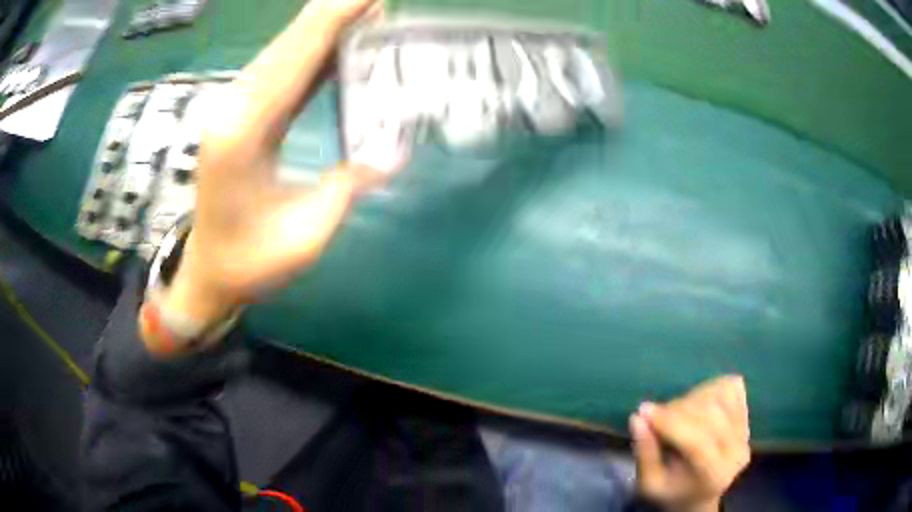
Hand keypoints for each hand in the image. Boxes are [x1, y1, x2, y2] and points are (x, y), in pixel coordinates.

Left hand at [154, 0, 392, 347]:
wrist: (209, 273)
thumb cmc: (250, 263)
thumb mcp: (305, 234)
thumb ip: (347, 186)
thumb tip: (394, 148)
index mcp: (244, 132)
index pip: (295, 58)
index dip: (334, 20)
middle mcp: (234, 109)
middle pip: (287, 45)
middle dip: (332, 14)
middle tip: (378, 0)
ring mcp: (234, 110)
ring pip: (281, 53)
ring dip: (322, 28)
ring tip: (366, 11)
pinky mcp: (240, 117)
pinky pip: (279, 73)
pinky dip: (310, 51)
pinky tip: (336, 41)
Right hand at [630, 375, 750, 511]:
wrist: (700, 494)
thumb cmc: (672, 491)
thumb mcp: (650, 484)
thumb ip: (644, 454)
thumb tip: (638, 418)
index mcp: (714, 475)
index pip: (698, 441)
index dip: (670, 423)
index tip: (643, 410)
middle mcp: (737, 451)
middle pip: (711, 414)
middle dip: (677, 409)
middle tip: (656, 416)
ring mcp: (746, 431)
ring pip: (720, 396)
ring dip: (692, 397)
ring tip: (677, 412)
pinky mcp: (747, 415)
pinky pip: (731, 387)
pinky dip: (710, 388)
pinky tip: (698, 403)